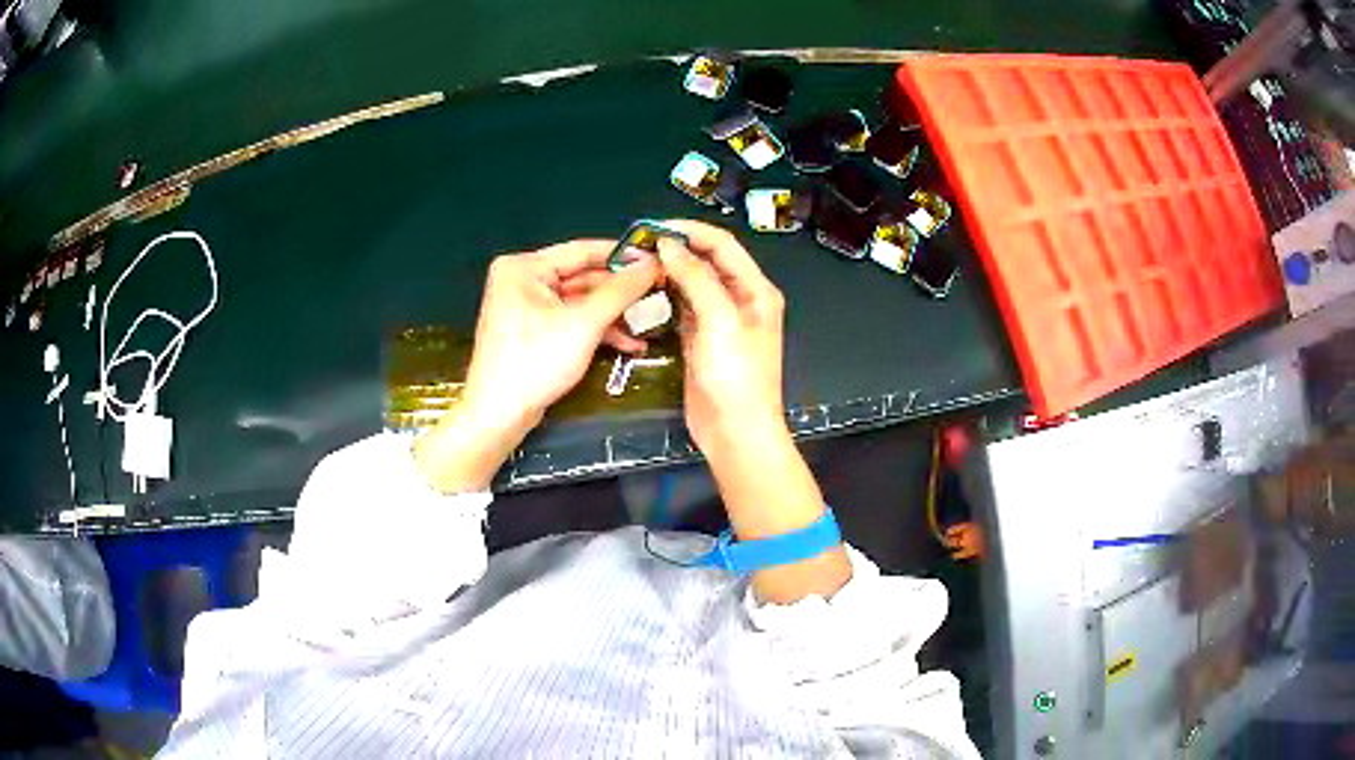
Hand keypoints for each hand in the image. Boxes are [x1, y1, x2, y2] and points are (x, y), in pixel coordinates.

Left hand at [415, 240, 658, 491]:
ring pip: (580, 302)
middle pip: (582, 277)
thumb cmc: (536, 362)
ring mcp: (526, 306)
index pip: (582, 250)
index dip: (622, 254)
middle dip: (621, 291)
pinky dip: (597, 330)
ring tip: (652, 323)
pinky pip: (571, 320)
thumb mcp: (584, 323)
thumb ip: (621, 291)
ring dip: (613, 314)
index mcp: (525, 267)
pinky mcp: (533, 331)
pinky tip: (629, 344)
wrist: (498, 415)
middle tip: (661, 293)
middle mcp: (522, 279)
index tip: (658, 258)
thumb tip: (654, 264)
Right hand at [658, 221, 849, 602]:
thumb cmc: (735, 376)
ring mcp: (720, 320)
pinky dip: (665, 297)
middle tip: (637, 246)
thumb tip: (669, 245)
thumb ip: (697, 278)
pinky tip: (643, 293)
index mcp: (755, 290)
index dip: (689, 231)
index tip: (653, 228)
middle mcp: (740, 299)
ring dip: (668, 273)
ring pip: (692, 284)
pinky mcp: (701, 339)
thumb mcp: (720, 321)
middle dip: (675, 250)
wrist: (735, 432)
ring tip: (635, 265)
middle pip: (706, 261)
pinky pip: (683, 308)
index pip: (722, 245)